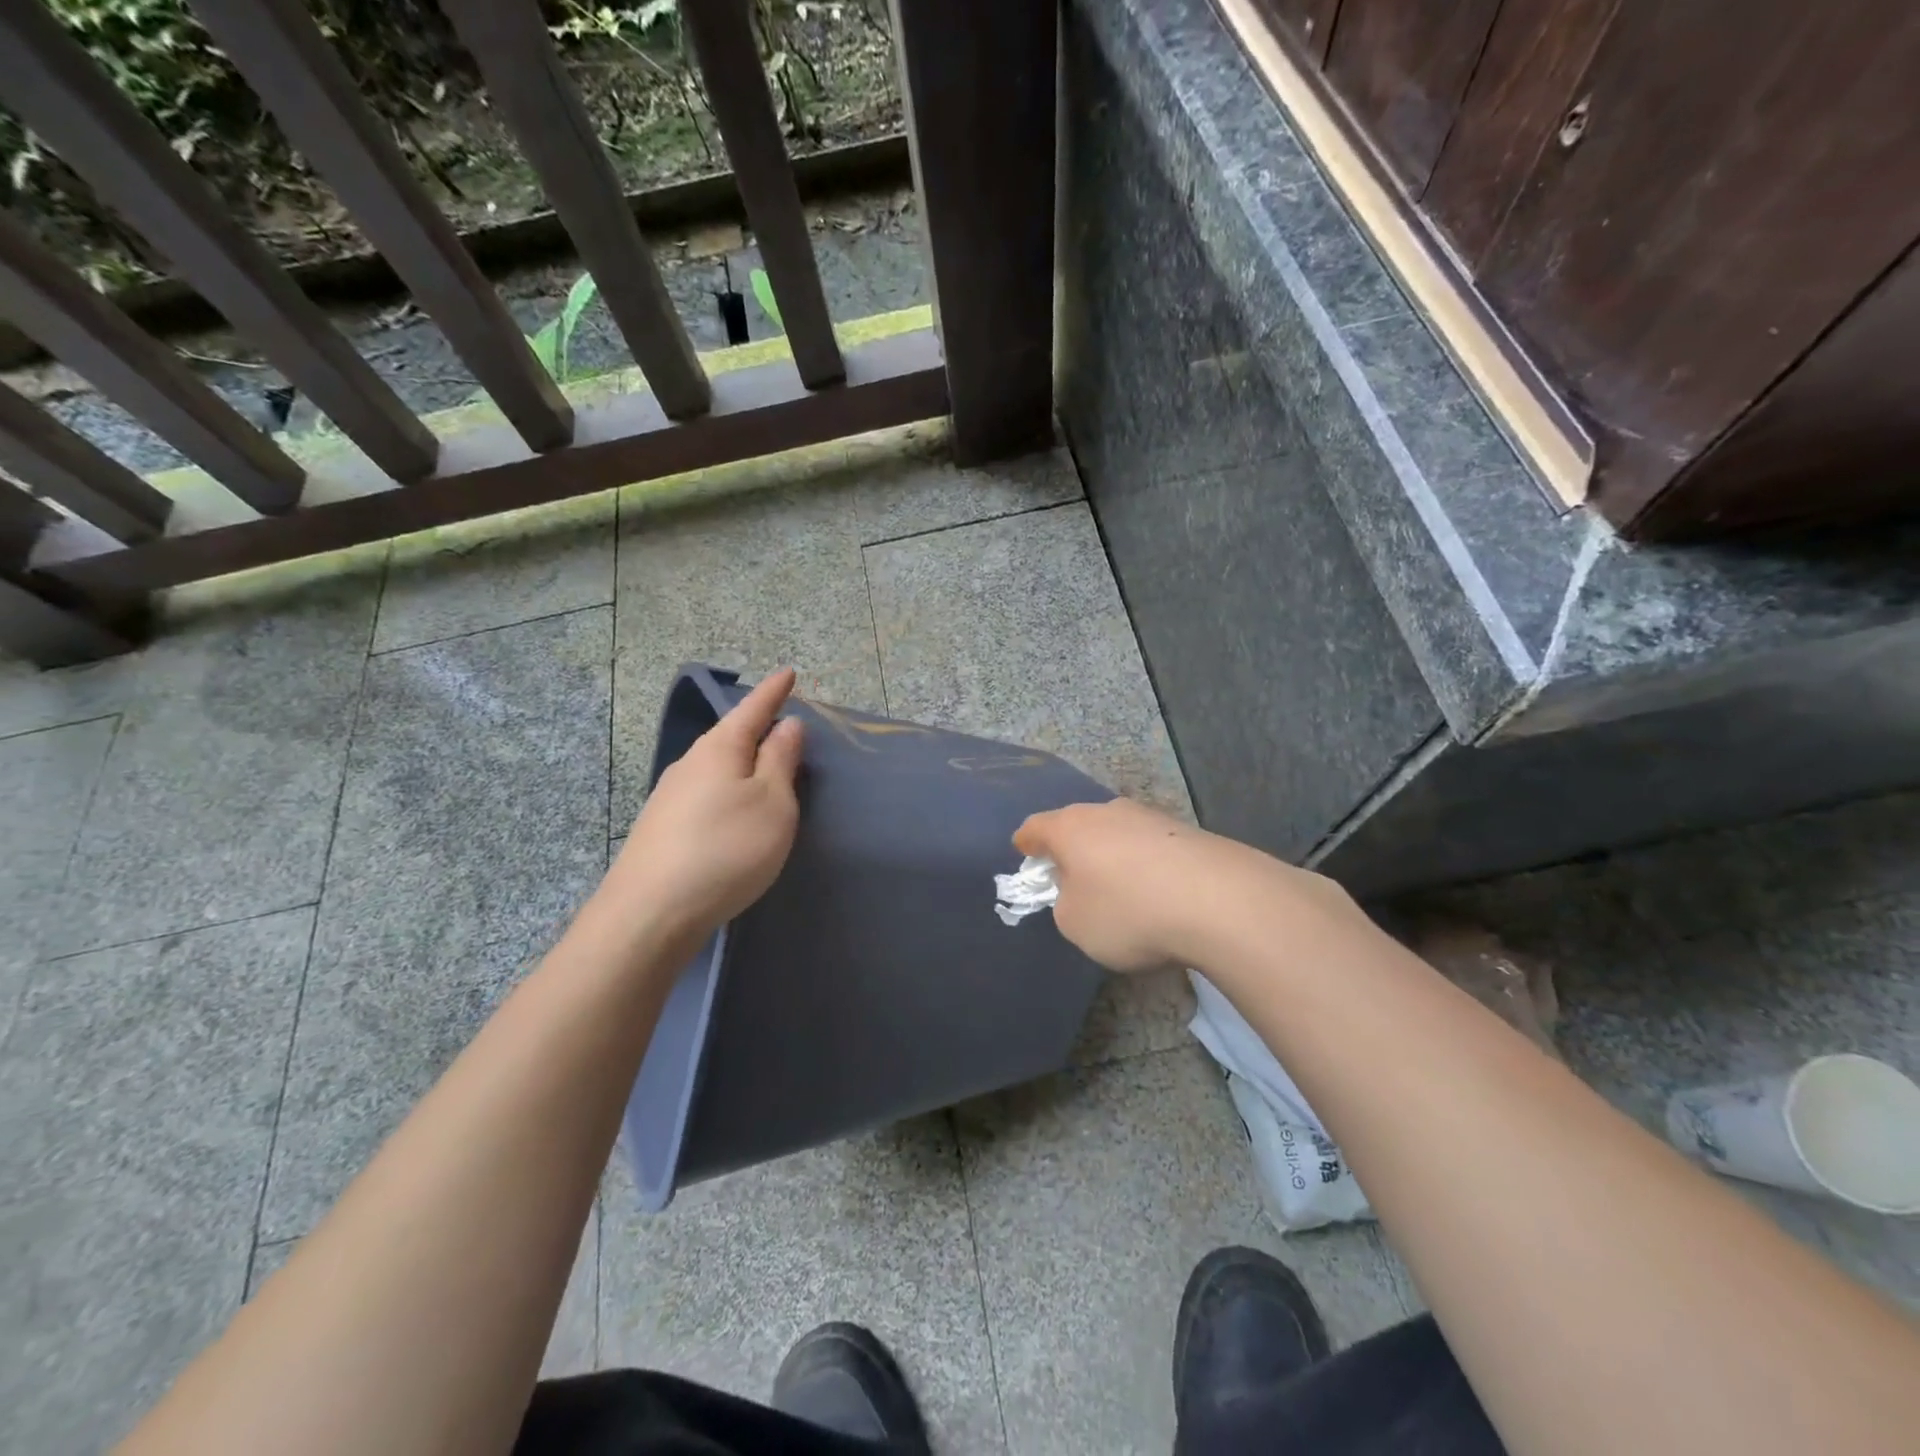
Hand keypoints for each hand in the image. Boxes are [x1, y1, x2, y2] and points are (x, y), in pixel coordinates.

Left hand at [603, 668, 805, 941]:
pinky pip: (705, 793)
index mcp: (720, 749)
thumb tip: (786, 724)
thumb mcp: (772, 802)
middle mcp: (690, 763)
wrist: (651, 912)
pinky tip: (731, 809)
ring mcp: (670, 796)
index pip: (752, 709)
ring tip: (764, 769)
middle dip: (756, 727)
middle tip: (783, 725)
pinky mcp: (662, 827)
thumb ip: (780, 760)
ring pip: (715, 766)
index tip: (789, 672)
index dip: (773, 691)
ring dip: (741, 762)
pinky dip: (727, 789)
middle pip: (730, 736)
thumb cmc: (727, 848)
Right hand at [1013, 799, 1356, 971]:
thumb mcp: (1075, 923)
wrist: (1220, 900)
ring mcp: (1150, 817)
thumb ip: (1065, 903)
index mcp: (1070, 827)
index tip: (1024, 852)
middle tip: (1070, 876)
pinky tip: (1157, 891)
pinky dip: (1146, 865)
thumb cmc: (1129, 911)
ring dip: (1112, 855)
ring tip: (1119, 889)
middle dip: (1071, 848)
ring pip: (1117, 833)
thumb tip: (1080, 891)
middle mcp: (1108, 811)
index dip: (1026, 843)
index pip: (1035, 827)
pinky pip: (1151, 846)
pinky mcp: (1187, 831)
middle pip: (1078, 826)